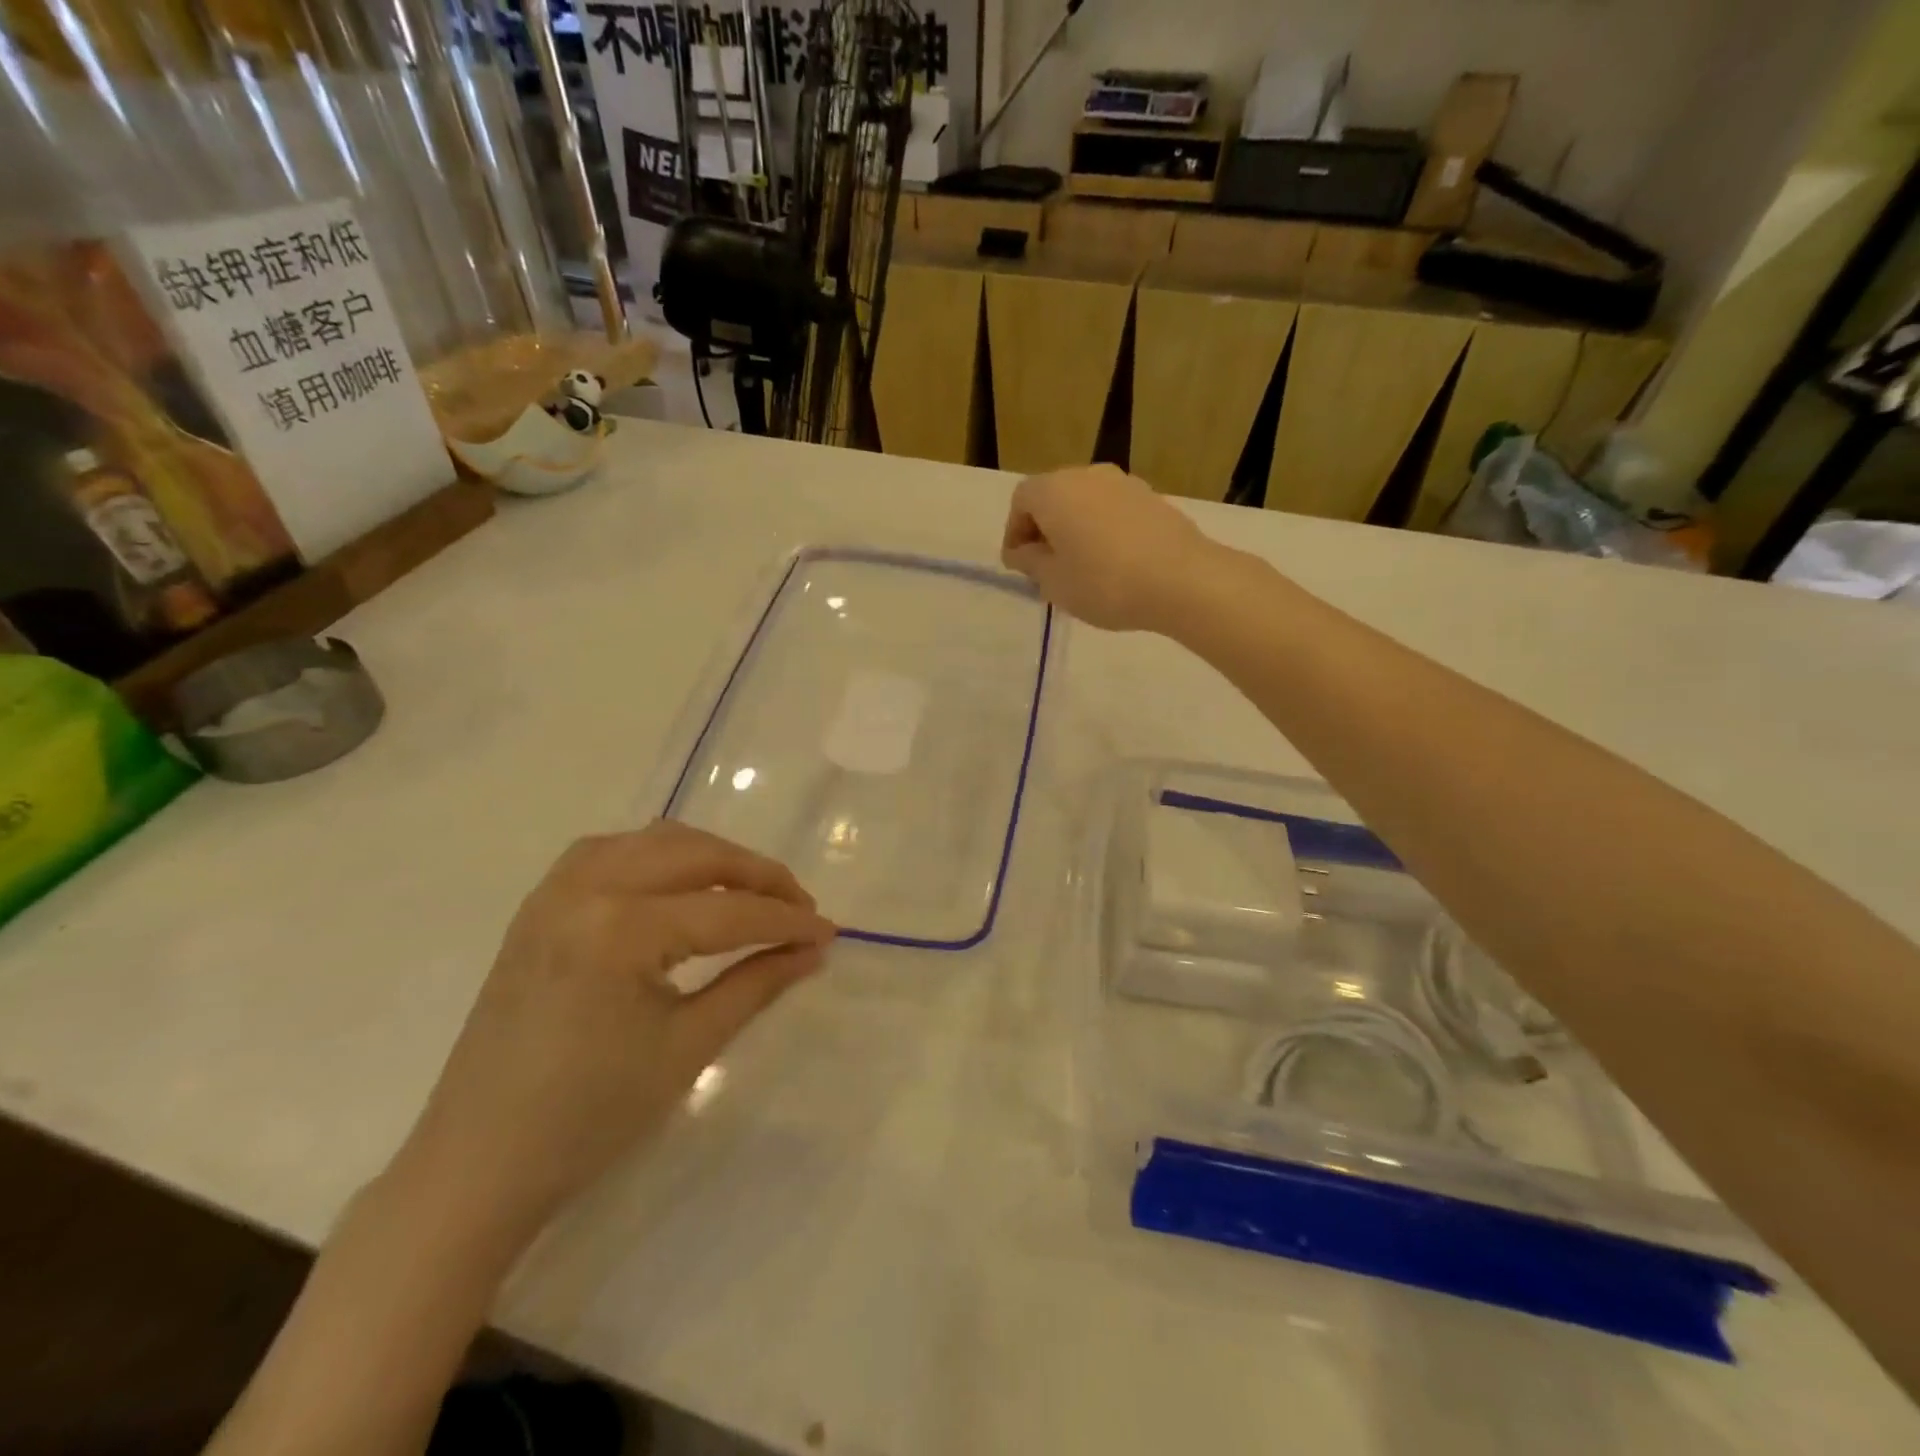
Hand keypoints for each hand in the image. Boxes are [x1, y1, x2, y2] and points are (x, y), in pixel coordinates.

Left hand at [390, 823, 835, 1247]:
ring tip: (750, 894)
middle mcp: (585, 889)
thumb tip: (813, 950)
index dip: (787, 920)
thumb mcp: (688, 1048)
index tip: (830, 932)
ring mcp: (555, 890)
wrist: (477, 1164)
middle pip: (697, 854)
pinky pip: (613, 851)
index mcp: (620, 930)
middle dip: (758, 876)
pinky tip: (681, 885)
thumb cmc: (589, 1118)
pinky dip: (661, 857)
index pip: (728, 911)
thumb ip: (757, 984)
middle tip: (799, 909)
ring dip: (712, 858)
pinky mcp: (540, 904)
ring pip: (656, 841)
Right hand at [1001, 465, 1217, 630]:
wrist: (1181, 580)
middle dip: (1044, 529)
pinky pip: (1113, 511)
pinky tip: (1113, 564)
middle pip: (1053, 496)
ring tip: (1080, 568)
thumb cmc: (1104, 583)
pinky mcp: (1152, 498)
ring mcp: (1124, 483)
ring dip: (1075, 529)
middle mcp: (1087, 475)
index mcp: (1054, 490)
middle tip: (1046, 568)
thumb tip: (1022, 551)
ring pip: (1085, 503)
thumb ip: (1030, 562)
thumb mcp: (1053, 582)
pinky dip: (1103, 530)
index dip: (1014, 532)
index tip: (1019, 565)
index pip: (1021, 501)